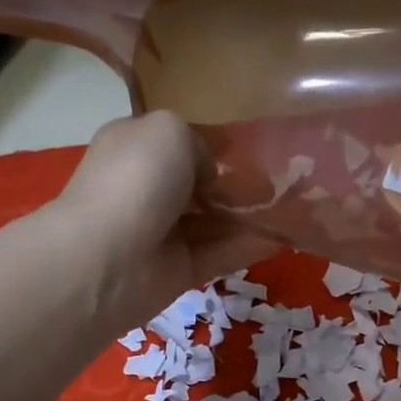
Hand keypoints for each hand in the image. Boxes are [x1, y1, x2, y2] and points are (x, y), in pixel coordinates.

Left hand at [43, 111, 278, 328]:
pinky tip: (283, 240)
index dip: (216, 146)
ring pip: (213, 221)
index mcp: (136, 147)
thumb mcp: (170, 130)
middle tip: (284, 182)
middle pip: (200, 185)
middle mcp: (147, 188)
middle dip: (238, 183)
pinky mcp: (178, 271)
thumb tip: (210, 175)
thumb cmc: (136, 180)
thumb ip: (198, 142)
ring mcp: (162, 233)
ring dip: (250, 216)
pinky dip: (248, 247)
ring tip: (294, 209)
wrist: (107, 258)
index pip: (180, 142)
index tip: (257, 149)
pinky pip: (219, 254)